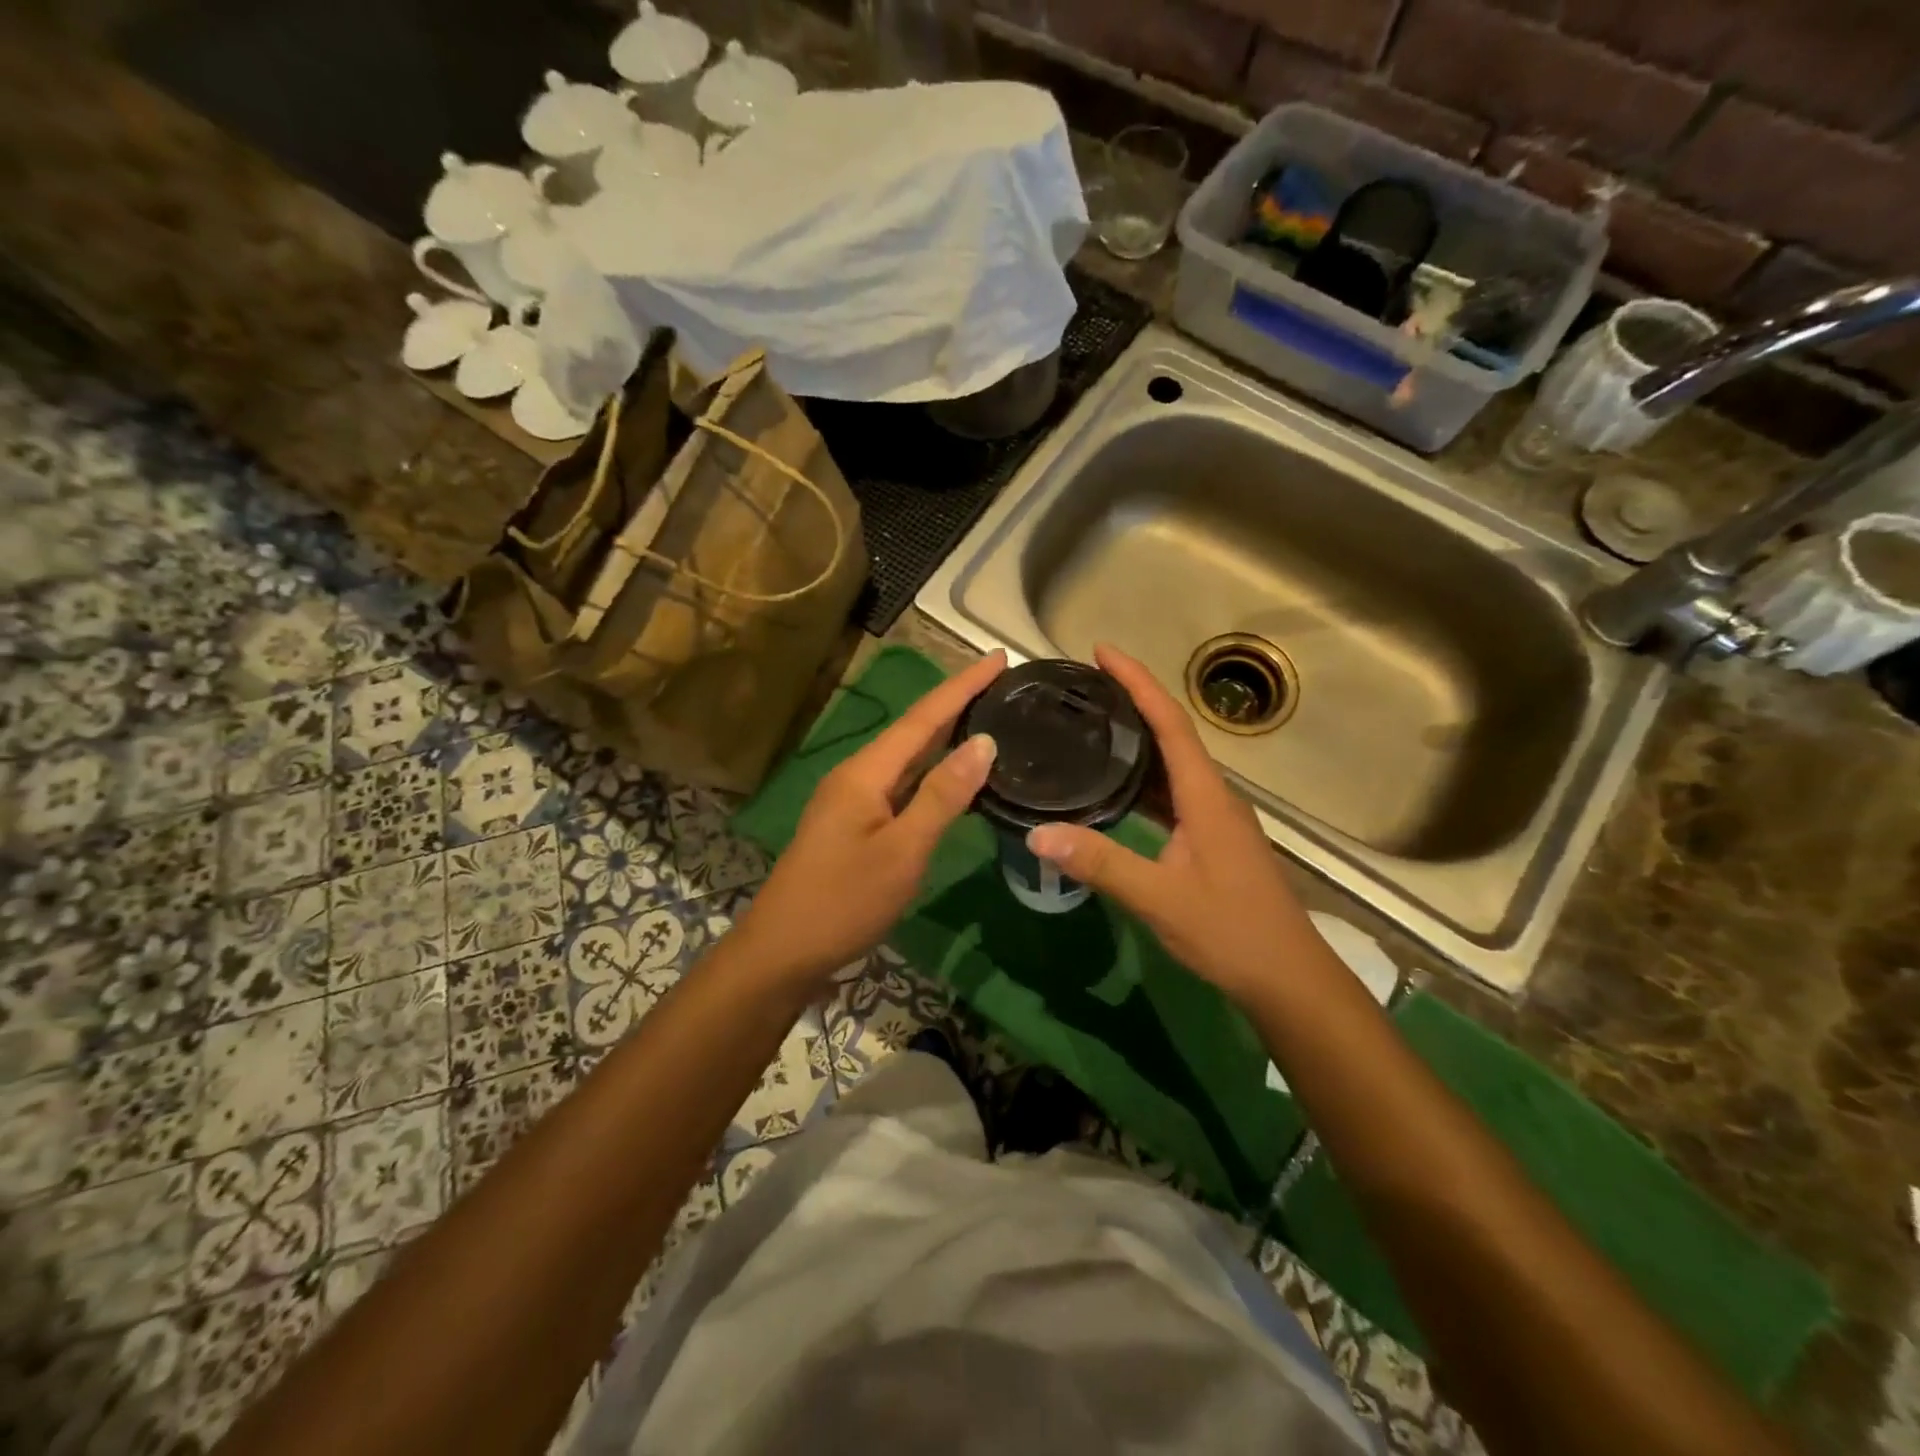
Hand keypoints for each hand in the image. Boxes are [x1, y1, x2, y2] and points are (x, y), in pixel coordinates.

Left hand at [733, 650, 1006, 984]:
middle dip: (957, 703)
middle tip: (1002, 683)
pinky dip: (931, 773)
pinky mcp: (855, 826)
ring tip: (986, 717)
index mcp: (866, 772)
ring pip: (907, 758)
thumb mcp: (902, 850)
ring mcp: (853, 802)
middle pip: (914, 730)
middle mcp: (858, 776)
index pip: (924, 716)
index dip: (963, 685)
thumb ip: (943, 795)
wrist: (782, 952)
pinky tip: (952, 777)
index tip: (999, 657)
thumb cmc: (843, 901)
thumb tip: (983, 742)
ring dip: (944, 735)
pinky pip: (901, 785)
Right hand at [1026, 644, 1320, 1009]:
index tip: (1102, 651)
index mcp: (1205, 796)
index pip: (1170, 723)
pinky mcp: (1212, 840)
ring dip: (1138, 740)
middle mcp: (1213, 797)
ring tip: (1094, 724)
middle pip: (1172, 734)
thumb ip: (1101, 863)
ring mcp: (1216, 819)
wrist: (1289, 978)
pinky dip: (1143, 780)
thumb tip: (1038, 833)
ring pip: (1173, 766)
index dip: (1138, 682)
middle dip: (1133, 702)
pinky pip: (1173, 794)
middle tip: (1086, 686)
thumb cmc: (1231, 932)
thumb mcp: (1160, 899)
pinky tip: (1116, 788)